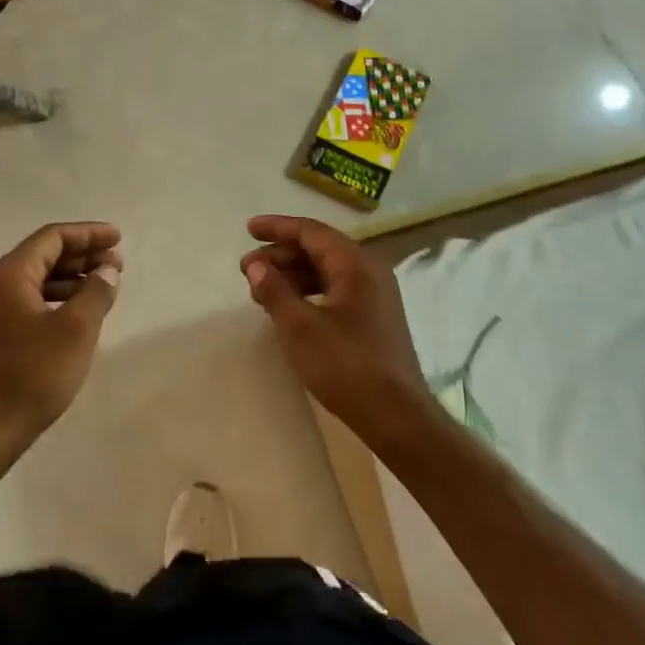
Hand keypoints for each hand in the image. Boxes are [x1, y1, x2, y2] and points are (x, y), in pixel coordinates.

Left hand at [0, 222, 122, 460]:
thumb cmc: (32, 374)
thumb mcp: (76, 330)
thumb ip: (96, 292)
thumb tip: (107, 271)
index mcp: (11, 273)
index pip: (53, 237)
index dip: (88, 234)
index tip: (118, 239)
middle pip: (45, 254)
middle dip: (83, 254)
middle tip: (117, 264)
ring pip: (39, 278)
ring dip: (73, 277)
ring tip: (104, 286)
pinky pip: (33, 299)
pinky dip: (59, 298)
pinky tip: (80, 313)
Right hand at [241, 215, 436, 448]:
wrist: (396, 417)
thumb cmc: (346, 366)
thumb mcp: (300, 328)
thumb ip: (274, 290)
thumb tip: (255, 264)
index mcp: (356, 265)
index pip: (311, 232)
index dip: (277, 227)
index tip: (248, 230)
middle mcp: (370, 271)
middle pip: (319, 249)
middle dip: (281, 255)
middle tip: (247, 270)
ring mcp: (375, 295)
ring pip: (327, 270)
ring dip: (293, 274)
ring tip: (261, 291)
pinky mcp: (374, 317)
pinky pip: (336, 289)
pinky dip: (308, 291)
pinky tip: (289, 307)